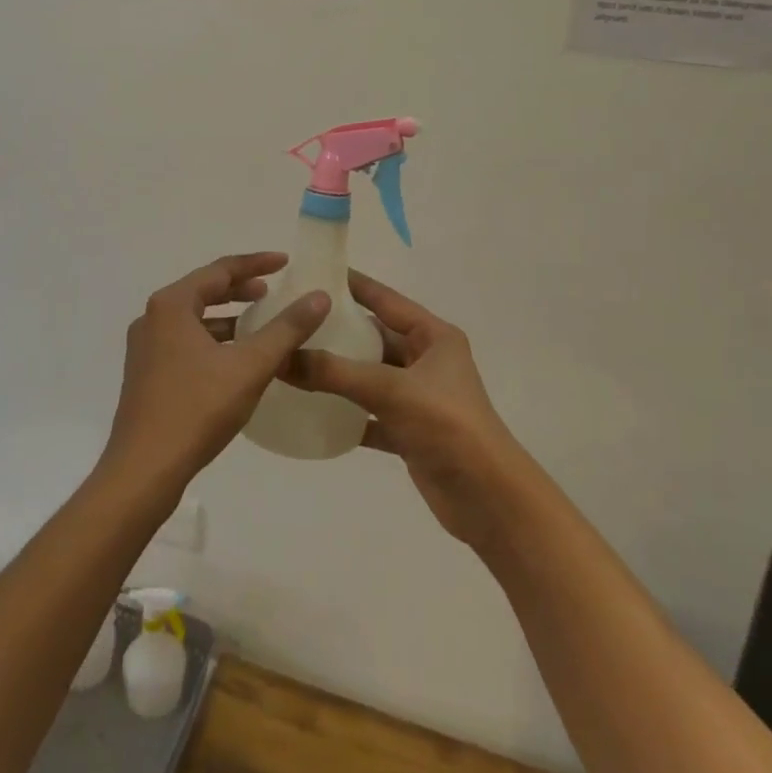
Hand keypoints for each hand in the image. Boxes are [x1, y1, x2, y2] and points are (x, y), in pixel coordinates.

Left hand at [101, 253, 327, 505]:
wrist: (143, 471)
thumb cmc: (196, 409)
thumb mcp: (250, 366)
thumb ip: (286, 329)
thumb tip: (320, 297)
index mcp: (172, 305)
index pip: (220, 270)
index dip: (256, 264)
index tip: (286, 262)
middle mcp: (153, 317)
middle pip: (204, 291)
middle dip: (240, 288)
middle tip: (273, 290)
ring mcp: (145, 347)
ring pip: (194, 319)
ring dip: (227, 317)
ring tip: (259, 322)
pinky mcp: (146, 374)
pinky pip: (185, 341)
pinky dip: (213, 340)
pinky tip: (235, 359)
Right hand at [284, 271, 538, 554]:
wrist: (490, 500)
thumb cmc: (447, 425)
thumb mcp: (390, 390)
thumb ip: (335, 372)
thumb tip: (281, 357)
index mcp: (433, 336)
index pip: (385, 300)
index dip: (353, 285)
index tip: (314, 273)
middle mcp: (426, 361)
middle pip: (374, 338)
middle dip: (338, 331)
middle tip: (293, 321)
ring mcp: (418, 397)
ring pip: (369, 376)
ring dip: (338, 373)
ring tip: (294, 361)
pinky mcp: (409, 431)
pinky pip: (369, 414)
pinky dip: (345, 413)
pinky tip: (311, 411)